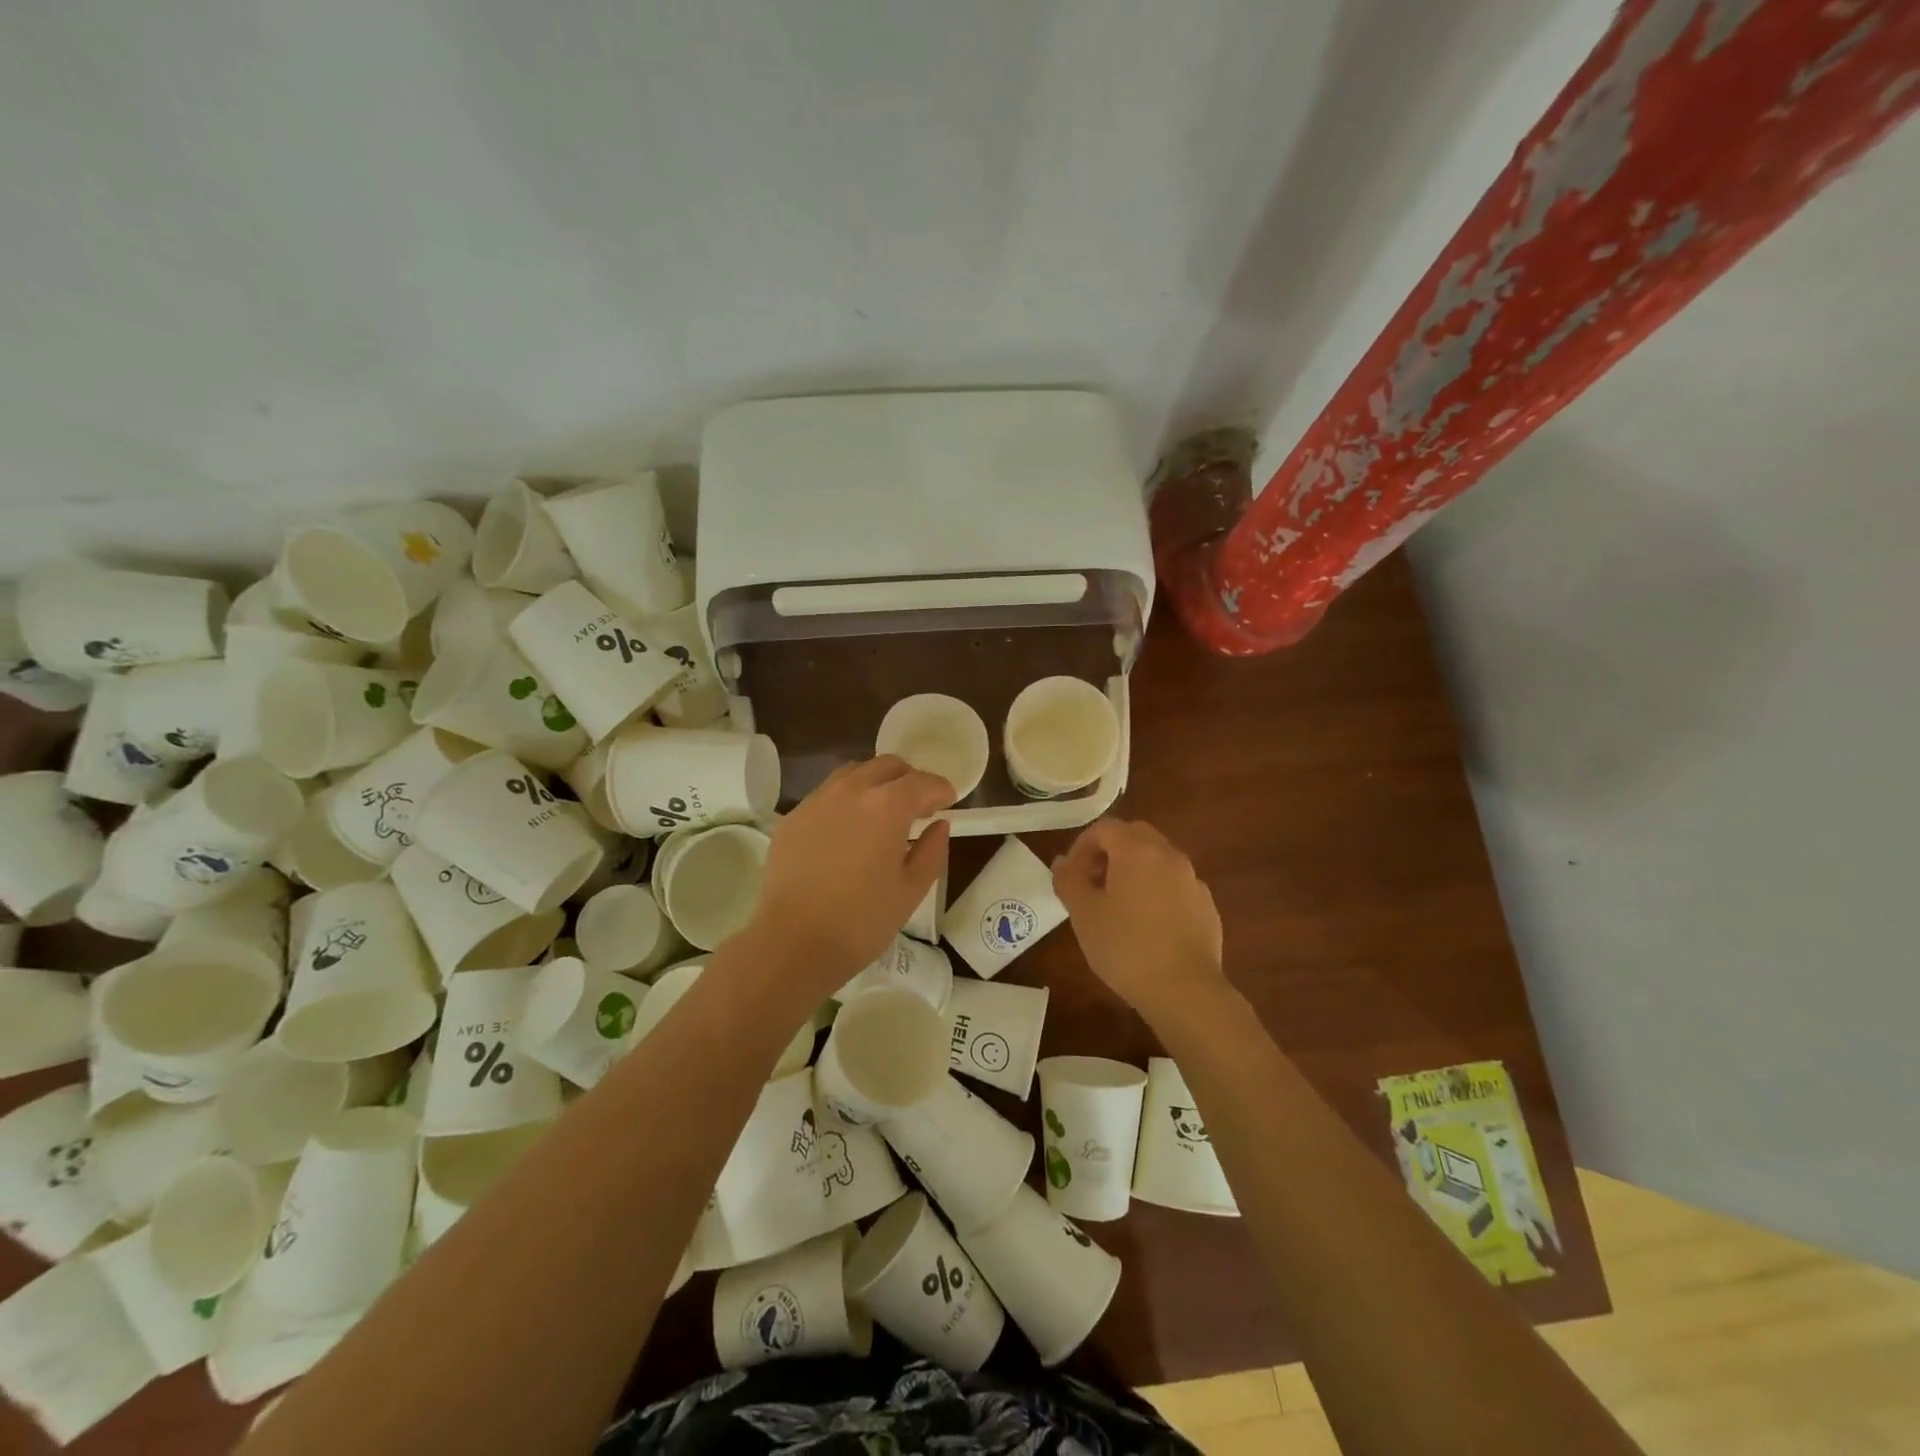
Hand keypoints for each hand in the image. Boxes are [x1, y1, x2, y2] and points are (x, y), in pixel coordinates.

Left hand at [747, 757, 953, 989]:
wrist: (793, 942)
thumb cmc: (862, 921)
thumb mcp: (911, 890)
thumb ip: (932, 851)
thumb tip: (939, 825)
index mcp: (887, 806)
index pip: (922, 782)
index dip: (941, 789)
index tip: (948, 802)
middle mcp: (851, 791)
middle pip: (887, 766)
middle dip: (909, 779)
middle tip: (918, 806)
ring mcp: (817, 801)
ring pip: (853, 773)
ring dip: (875, 783)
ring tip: (882, 812)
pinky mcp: (793, 818)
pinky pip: (826, 794)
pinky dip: (846, 800)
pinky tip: (848, 830)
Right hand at [1053, 819, 1225, 1021]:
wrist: (1185, 991)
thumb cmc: (1126, 947)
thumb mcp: (1083, 913)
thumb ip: (1069, 879)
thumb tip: (1063, 861)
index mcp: (1137, 850)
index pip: (1104, 828)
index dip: (1082, 846)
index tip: (1071, 874)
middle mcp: (1169, 855)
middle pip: (1135, 836)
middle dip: (1110, 852)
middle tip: (1093, 883)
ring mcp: (1193, 880)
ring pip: (1158, 860)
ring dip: (1134, 870)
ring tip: (1118, 906)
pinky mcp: (1207, 906)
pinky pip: (1176, 886)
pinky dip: (1157, 891)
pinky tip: (1148, 926)